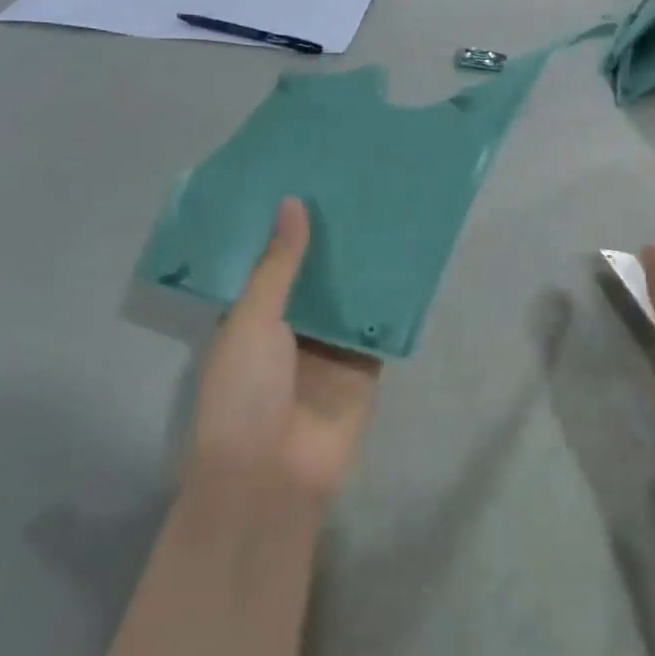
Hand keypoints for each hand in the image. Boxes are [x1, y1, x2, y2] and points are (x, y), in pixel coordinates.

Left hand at [188, 198, 381, 501]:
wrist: (272, 476)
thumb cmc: (245, 393)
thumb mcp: (252, 320)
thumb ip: (278, 265)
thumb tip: (293, 202)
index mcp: (252, 316)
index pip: (272, 261)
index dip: (288, 226)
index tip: (308, 179)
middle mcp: (291, 328)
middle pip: (316, 275)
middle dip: (333, 238)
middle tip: (357, 184)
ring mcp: (329, 347)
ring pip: (351, 296)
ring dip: (364, 264)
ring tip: (387, 209)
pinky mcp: (364, 366)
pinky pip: (380, 326)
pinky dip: (392, 300)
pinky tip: (410, 260)